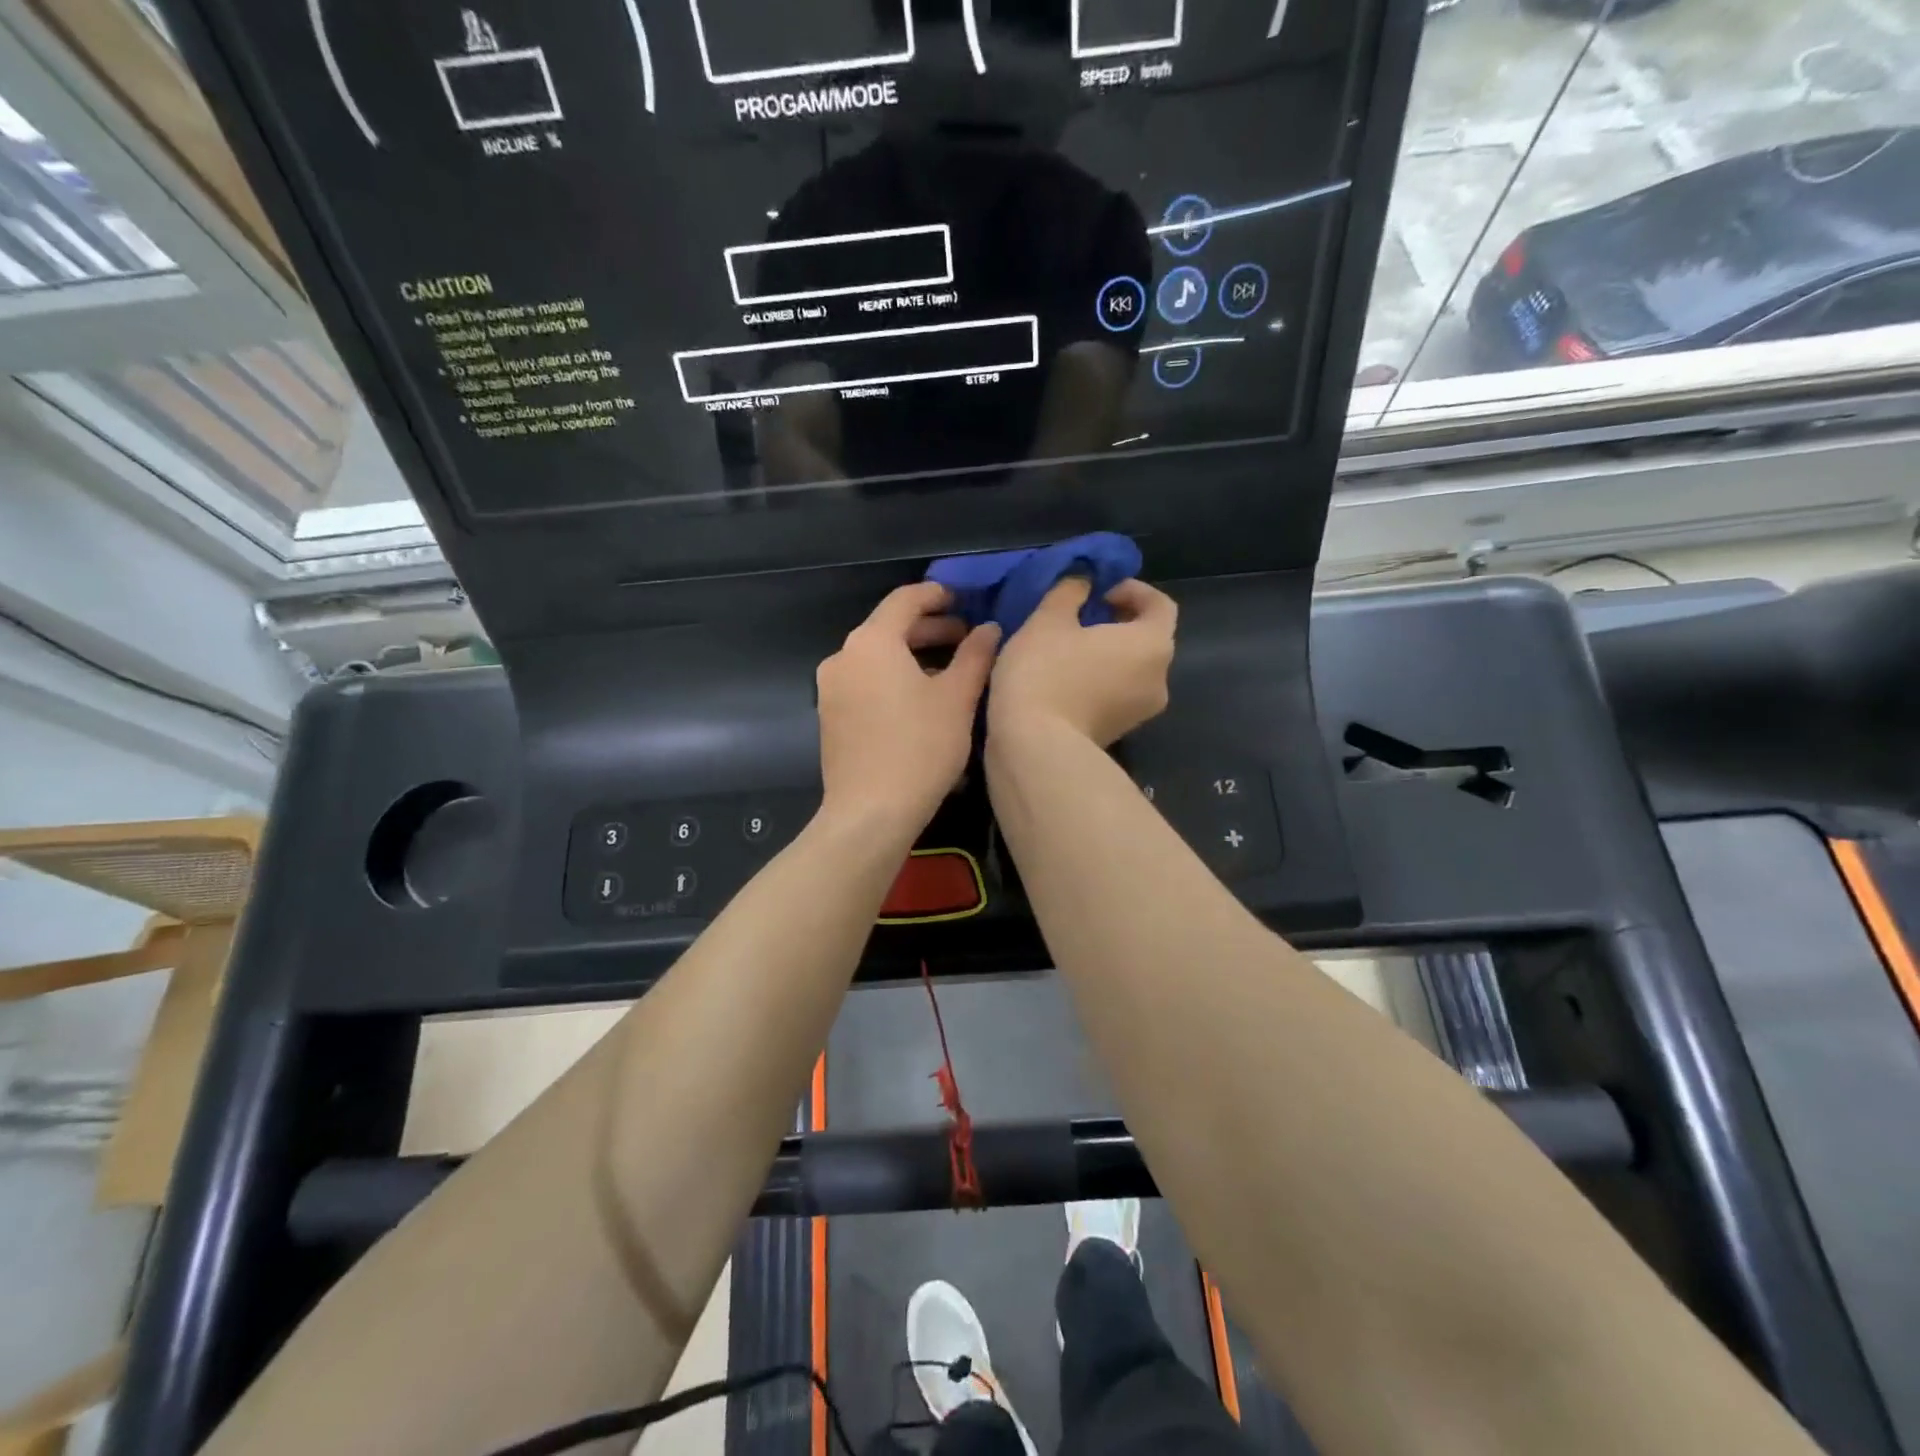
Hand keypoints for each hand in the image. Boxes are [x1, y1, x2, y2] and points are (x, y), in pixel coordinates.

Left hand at [816, 583, 1000, 833]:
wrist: (870, 813)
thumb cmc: (920, 749)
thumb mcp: (957, 699)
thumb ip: (976, 655)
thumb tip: (989, 628)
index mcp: (871, 642)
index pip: (905, 600)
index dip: (937, 595)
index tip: (963, 599)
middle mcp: (843, 657)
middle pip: (888, 628)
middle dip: (929, 628)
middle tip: (966, 638)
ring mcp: (831, 688)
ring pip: (876, 657)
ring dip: (912, 655)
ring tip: (950, 671)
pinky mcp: (830, 716)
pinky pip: (865, 681)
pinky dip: (893, 678)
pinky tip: (920, 699)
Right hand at [988, 578, 1176, 746]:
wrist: (1035, 747)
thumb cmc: (1045, 672)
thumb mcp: (1048, 620)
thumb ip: (1070, 592)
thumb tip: (1083, 582)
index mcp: (1152, 644)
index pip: (1160, 605)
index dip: (1133, 591)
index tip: (1099, 591)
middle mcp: (1159, 679)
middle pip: (1147, 640)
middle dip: (1118, 623)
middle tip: (1080, 617)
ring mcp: (1141, 712)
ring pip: (1131, 670)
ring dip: (1107, 655)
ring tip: (1068, 649)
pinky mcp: (1119, 733)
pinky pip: (1117, 695)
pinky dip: (1100, 681)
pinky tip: (1065, 680)